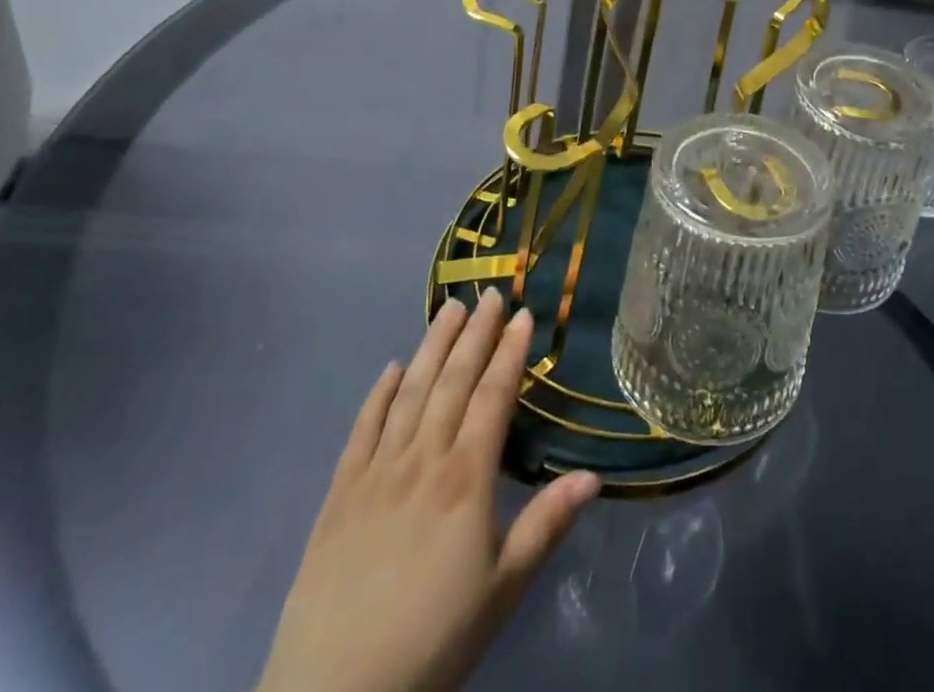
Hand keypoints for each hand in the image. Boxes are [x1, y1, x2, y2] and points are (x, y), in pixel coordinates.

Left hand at [256, 291, 599, 691]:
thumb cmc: (433, 639)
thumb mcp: (503, 590)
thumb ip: (546, 525)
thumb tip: (594, 476)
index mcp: (464, 479)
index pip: (493, 397)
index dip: (510, 353)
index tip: (524, 315)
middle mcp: (421, 460)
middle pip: (452, 382)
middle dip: (475, 334)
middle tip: (492, 294)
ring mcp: (375, 473)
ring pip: (409, 393)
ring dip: (432, 347)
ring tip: (450, 309)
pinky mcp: (339, 495)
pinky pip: (362, 430)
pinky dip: (378, 394)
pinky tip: (391, 368)